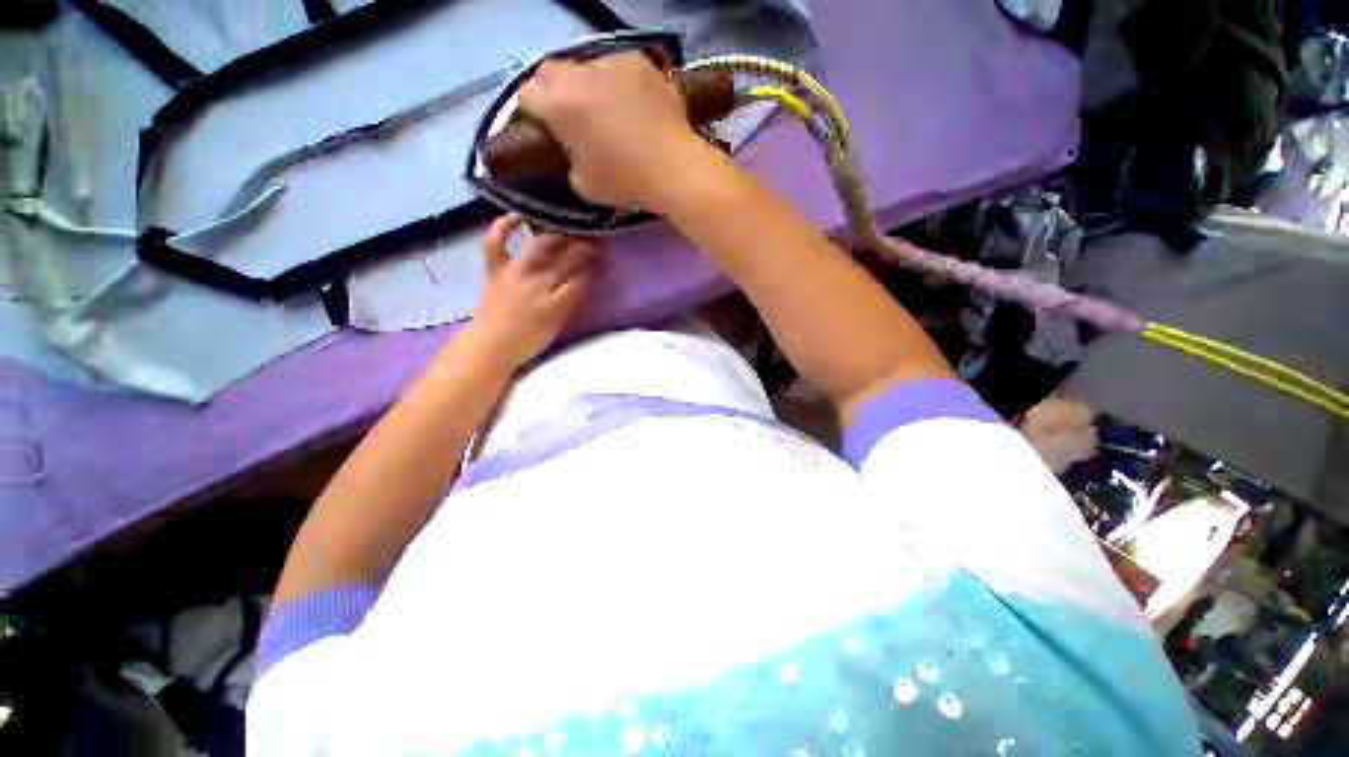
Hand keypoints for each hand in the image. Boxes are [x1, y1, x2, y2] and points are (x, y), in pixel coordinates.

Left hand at [464, 214, 597, 370]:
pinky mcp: (495, 270)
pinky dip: (503, 226)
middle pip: (565, 257)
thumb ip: (571, 300)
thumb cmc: (528, 341)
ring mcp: (514, 271)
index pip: (581, 275)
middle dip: (583, 248)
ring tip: (568, 226)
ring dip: (556, 235)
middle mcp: (538, 279)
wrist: (491, 347)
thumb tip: (585, 279)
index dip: (594, 265)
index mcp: (556, 299)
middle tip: (594, 241)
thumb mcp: (557, 323)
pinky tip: (516, 216)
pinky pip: (495, 242)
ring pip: (539, 245)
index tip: (604, 257)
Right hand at [519, 51, 718, 212]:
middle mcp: (579, 76)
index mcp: (559, 107)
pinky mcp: (638, 62)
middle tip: (574, 117)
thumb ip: (569, 159)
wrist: (674, 169)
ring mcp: (611, 63)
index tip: (549, 127)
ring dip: (588, 85)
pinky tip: (634, 105)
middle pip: (550, 72)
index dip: (535, 112)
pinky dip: (618, 83)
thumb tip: (573, 147)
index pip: (527, 95)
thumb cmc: (627, 183)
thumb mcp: (584, 184)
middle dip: (555, 92)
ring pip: (585, 67)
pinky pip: (617, 67)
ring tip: (609, 111)